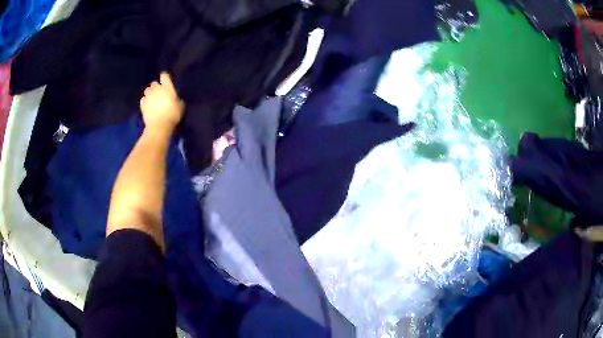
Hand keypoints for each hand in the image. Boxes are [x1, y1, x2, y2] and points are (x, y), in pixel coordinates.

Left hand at [140, 72, 183, 132]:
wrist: (159, 126)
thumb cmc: (172, 115)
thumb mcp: (180, 107)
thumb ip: (178, 100)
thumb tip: (177, 99)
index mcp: (167, 87)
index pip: (164, 76)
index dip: (164, 77)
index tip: (165, 80)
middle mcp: (156, 89)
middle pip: (154, 83)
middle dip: (155, 87)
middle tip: (158, 93)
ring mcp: (148, 96)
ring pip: (147, 90)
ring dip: (149, 93)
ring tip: (151, 99)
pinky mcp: (142, 104)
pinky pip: (143, 99)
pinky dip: (145, 101)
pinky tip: (147, 106)